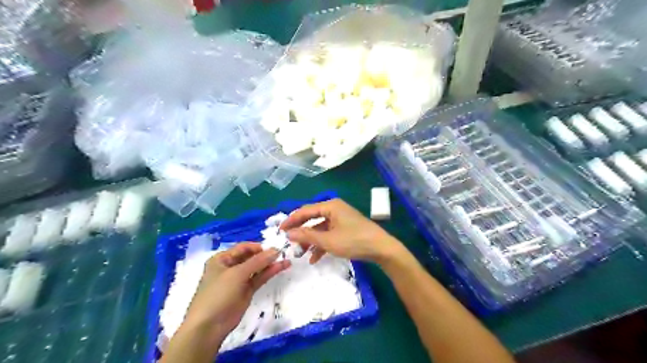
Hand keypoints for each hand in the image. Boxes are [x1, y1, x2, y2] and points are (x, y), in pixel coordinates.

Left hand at [182, 244, 291, 342]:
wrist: (209, 326)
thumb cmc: (218, 294)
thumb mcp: (237, 274)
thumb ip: (258, 261)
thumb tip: (276, 250)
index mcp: (222, 259)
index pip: (243, 248)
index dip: (258, 247)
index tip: (274, 247)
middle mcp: (230, 267)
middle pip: (251, 257)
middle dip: (266, 255)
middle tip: (283, 252)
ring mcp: (239, 280)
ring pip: (257, 268)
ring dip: (270, 263)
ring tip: (286, 259)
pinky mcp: (246, 291)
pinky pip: (259, 278)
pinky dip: (269, 273)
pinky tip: (281, 267)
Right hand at [281, 198, 401, 262]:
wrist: (381, 248)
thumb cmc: (354, 241)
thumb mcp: (328, 240)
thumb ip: (307, 236)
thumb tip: (289, 233)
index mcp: (330, 206)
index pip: (305, 211)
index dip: (291, 220)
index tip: (280, 231)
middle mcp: (334, 209)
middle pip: (312, 219)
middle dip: (301, 232)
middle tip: (289, 243)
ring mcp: (340, 219)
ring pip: (320, 229)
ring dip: (310, 241)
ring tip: (300, 254)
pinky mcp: (345, 228)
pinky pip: (329, 234)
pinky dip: (321, 244)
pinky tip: (315, 258)